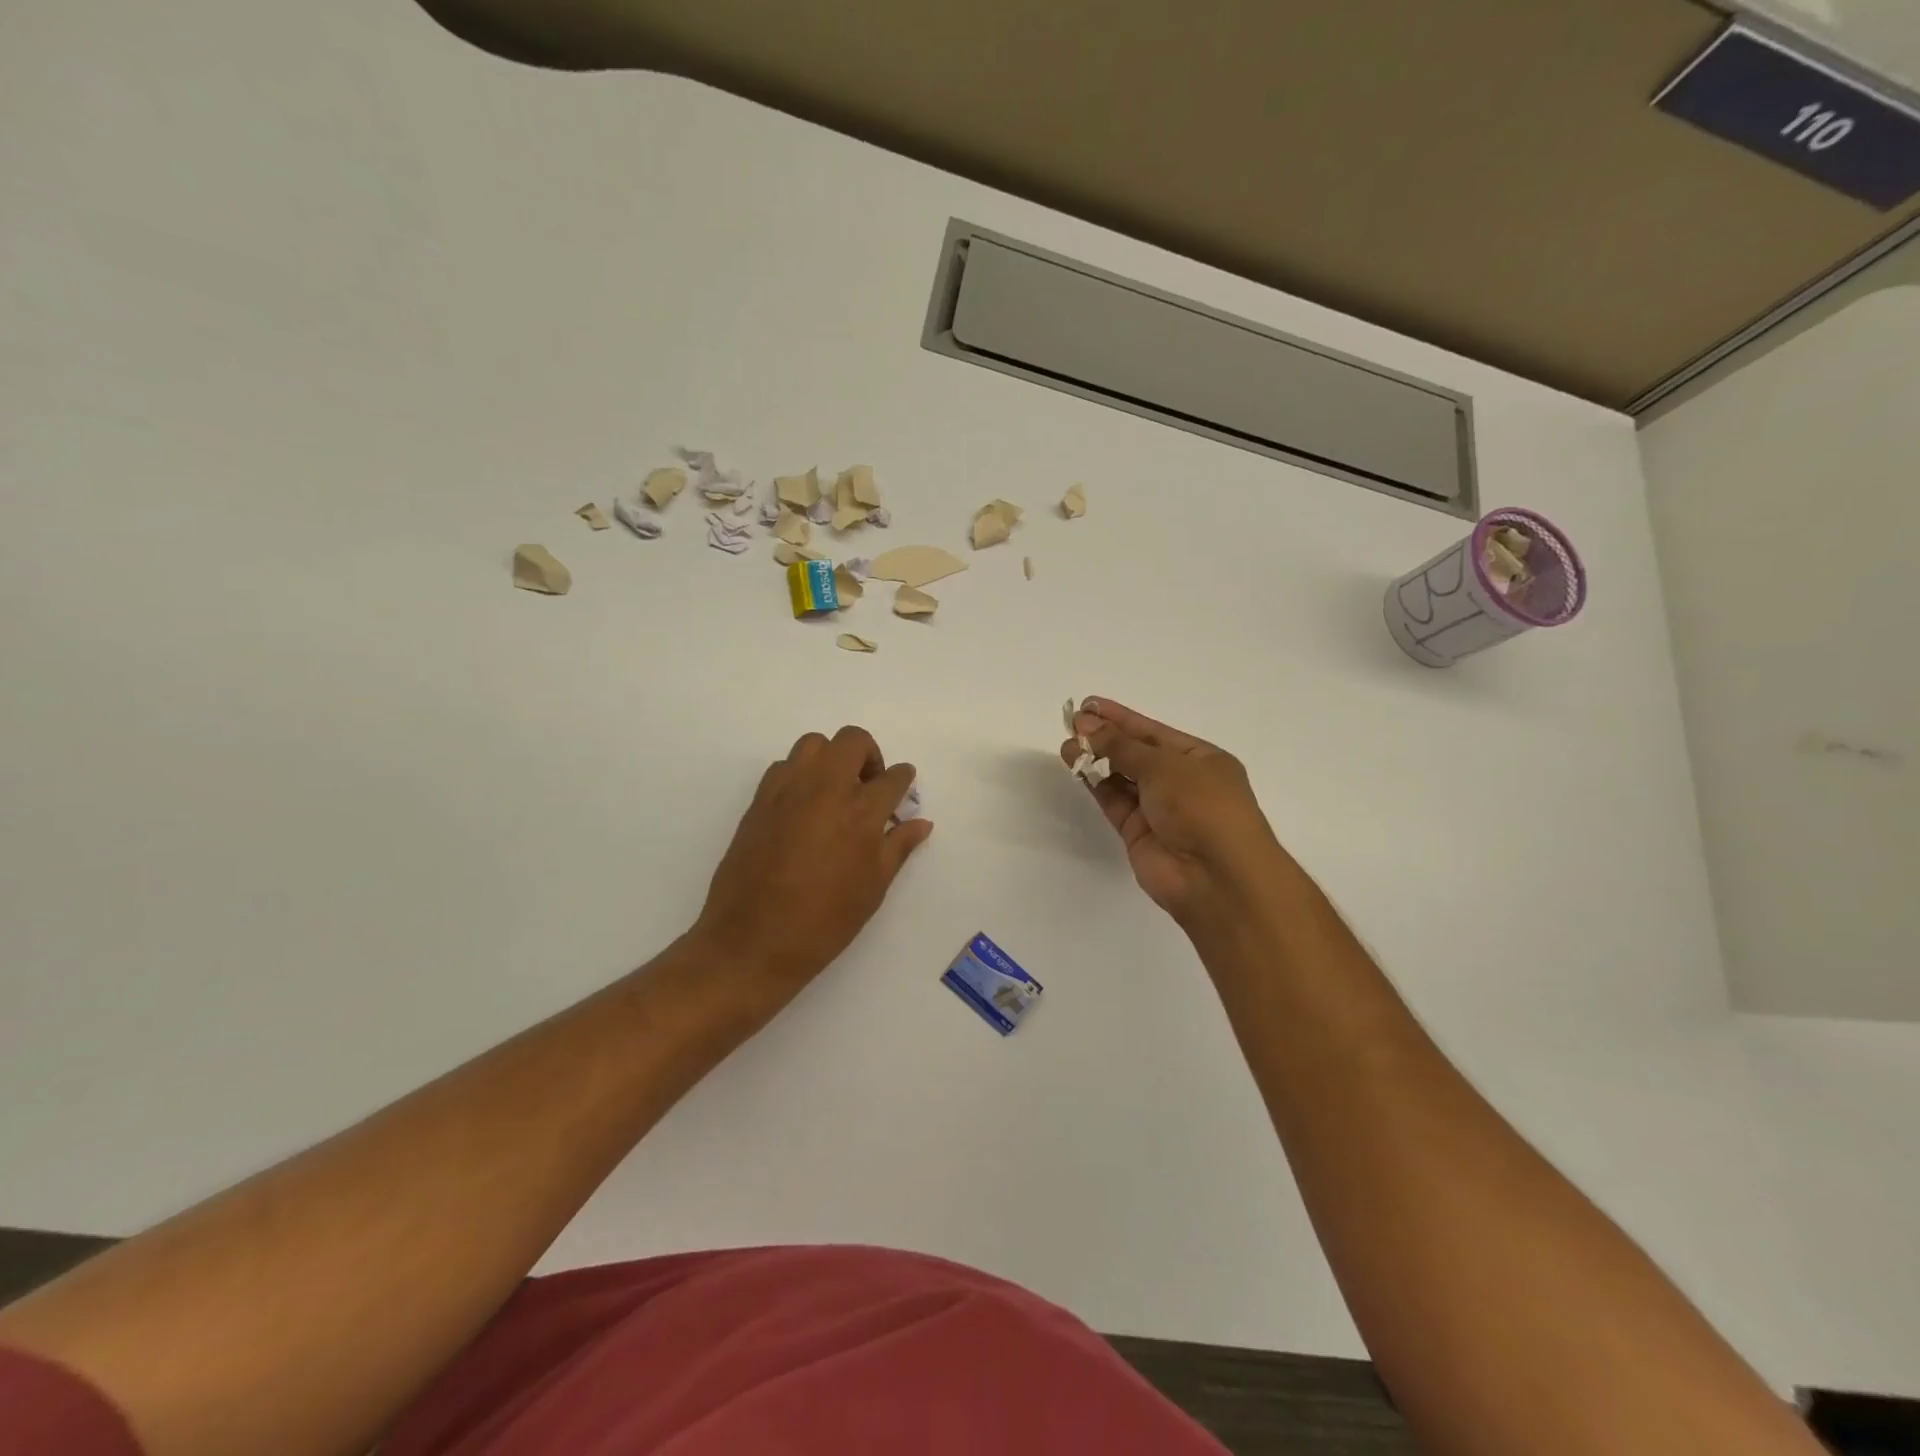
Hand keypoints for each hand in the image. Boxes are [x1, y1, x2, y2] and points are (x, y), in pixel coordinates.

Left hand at [693, 725, 932, 1016]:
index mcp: (861, 812)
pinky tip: (803, 807)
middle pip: (852, 741)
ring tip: (834, 791)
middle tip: (868, 786)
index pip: (892, 777)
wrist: (753, 941)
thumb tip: (921, 822)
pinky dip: (801, 774)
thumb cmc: (823, 921)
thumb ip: (897, 846)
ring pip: (814, 744)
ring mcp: (788, 790)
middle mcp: (826, 788)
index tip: (902, 789)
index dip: (902, 780)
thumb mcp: (873, 888)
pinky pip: (784, 767)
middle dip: (869, 755)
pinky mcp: (759, 800)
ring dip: (831, 758)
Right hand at [1059, 698, 1286, 931]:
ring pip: (1122, 778)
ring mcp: (1160, 810)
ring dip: (1096, 760)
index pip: (1154, 732)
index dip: (1121, 717)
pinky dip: (1096, 785)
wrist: (1215, 876)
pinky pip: (1114, 801)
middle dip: (1106, 737)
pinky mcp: (1139, 833)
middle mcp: (1182, 782)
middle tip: (1071, 722)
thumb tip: (1087, 725)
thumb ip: (1121, 745)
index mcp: (1202, 759)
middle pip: (1137, 754)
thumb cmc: (1202, 806)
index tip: (1089, 705)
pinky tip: (1076, 768)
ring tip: (1067, 744)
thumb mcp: (1164, 764)